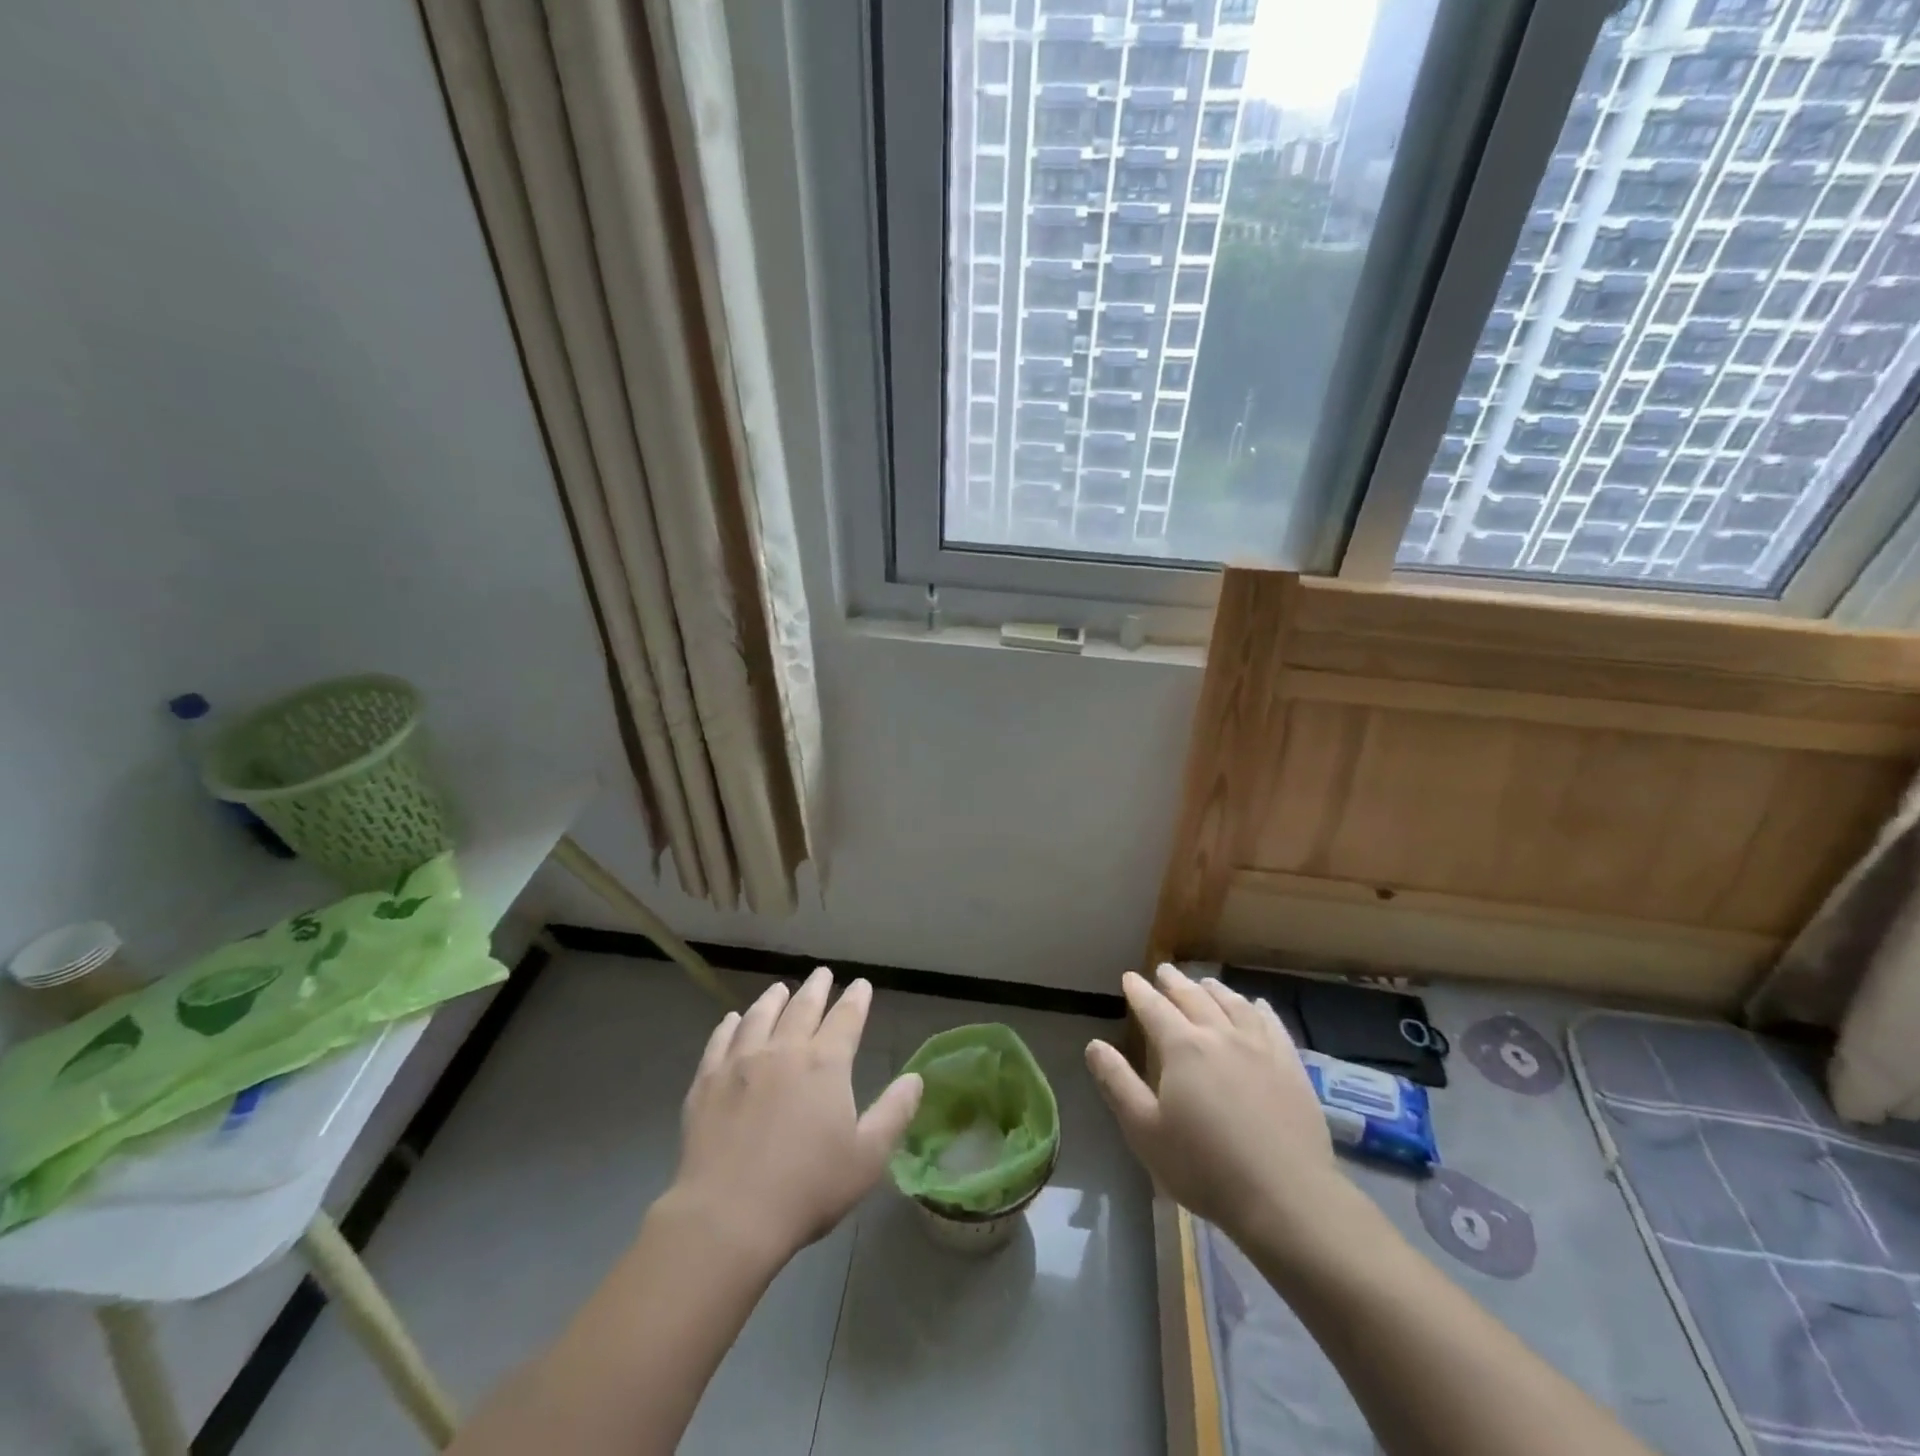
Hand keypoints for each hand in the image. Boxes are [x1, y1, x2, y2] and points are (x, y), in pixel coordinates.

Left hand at [666, 969, 922, 1264]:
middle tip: (822, 973)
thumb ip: (894, 1113)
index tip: (861, 984)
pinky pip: (720, 1040)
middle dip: (816, 988)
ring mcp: (741, 1062)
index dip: (856, 999)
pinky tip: (733, 1021)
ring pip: (760, 1016)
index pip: (846, 1018)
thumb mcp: (867, 1158)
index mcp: (825, 1064)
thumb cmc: (807, 1189)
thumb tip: (915, 1078)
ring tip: (780, 988)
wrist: (728, 1216)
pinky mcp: (707, 1082)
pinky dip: (730, 1025)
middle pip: (802, 1007)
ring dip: (773, 998)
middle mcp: (784, 1050)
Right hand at [1086, 964, 1349, 1251]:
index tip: (1130, 977)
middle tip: (1164, 970)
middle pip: (1193, 997)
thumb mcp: (1145, 1131)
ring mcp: (1260, 1047)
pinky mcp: (1290, 1065)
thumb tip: (1094, 1044)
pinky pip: (1271, 1023)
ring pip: (1233, 1004)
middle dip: (1174, 982)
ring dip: (1213, 989)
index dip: (1139, 991)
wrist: (1286, 1196)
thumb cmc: (1205, 1167)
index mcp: (1182, 1048)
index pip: (1154, 1008)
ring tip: (1204, 982)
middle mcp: (1220, 1035)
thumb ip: (1117, 1083)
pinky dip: (1257, 1008)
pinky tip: (1255, 1004)